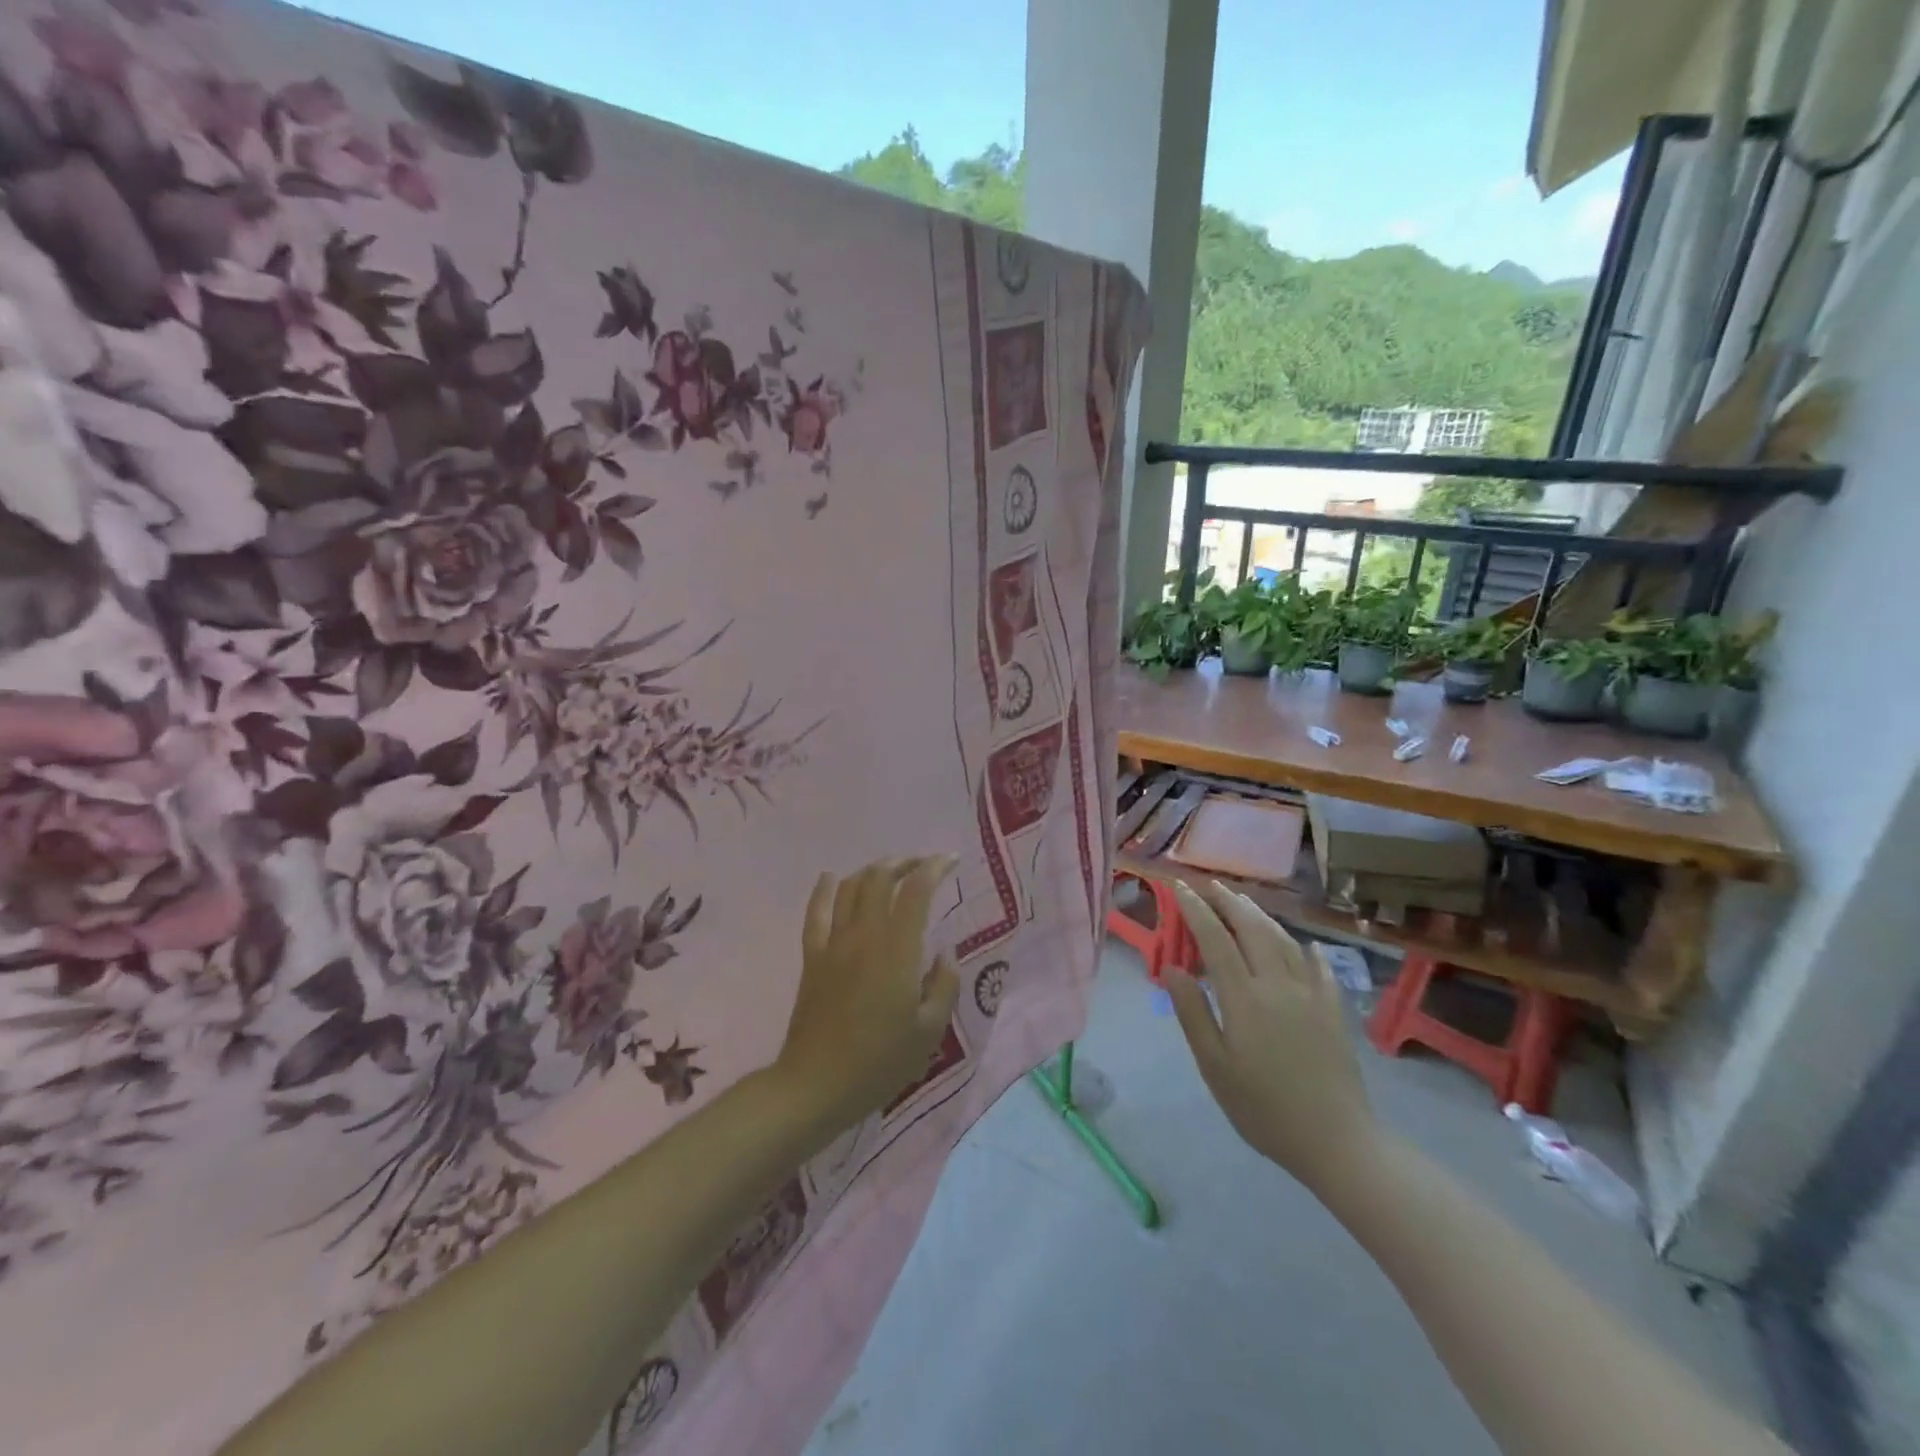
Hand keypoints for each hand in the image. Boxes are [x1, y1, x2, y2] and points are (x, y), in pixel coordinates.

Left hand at [774, 857, 960, 1135]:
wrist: (817, 1085)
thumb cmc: (880, 1062)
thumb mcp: (929, 1032)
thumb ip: (944, 986)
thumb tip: (945, 952)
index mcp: (898, 951)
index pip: (916, 891)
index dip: (934, 867)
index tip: (950, 861)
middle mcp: (865, 935)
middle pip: (880, 878)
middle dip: (904, 862)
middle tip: (923, 866)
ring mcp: (834, 944)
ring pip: (850, 888)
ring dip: (872, 871)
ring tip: (890, 872)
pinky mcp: (812, 957)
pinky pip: (816, 912)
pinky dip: (825, 889)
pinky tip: (831, 878)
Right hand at [1164, 880, 1379, 1194]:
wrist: (1338, 1143)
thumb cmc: (1264, 1109)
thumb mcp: (1215, 1066)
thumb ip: (1192, 1013)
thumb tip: (1171, 968)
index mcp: (1245, 997)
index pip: (1216, 939)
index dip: (1196, 910)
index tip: (1179, 887)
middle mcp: (1278, 984)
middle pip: (1252, 929)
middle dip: (1229, 902)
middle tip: (1210, 885)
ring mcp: (1312, 995)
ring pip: (1284, 941)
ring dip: (1261, 916)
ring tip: (1244, 902)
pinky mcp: (1335, 1011)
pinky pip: (1320, 968)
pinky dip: (1307, 950)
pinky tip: (1306, 945)